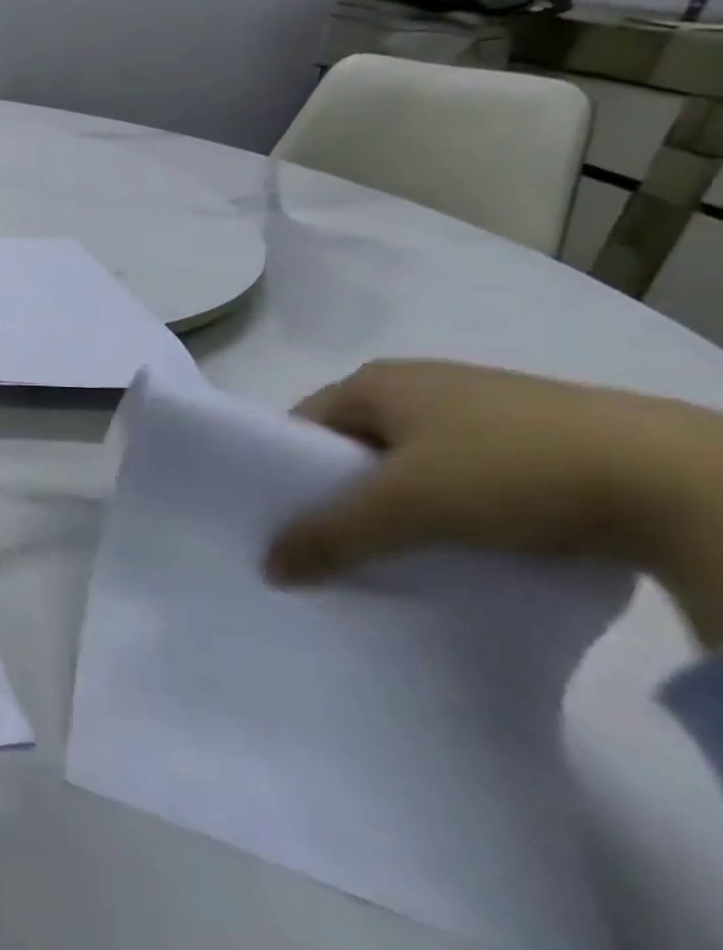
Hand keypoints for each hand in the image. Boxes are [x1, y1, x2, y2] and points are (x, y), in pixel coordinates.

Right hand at [263, 361, 722, 643]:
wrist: (682, 480)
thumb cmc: (508, 471)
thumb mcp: (404, 508)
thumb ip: (329, 535)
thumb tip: (268, 568)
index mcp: (375, 382)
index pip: (302, 427)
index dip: (287, 474)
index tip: (288, 524)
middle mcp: (420, 383)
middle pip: (354, 447)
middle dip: (342, 495)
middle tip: (336, 546)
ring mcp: (481, 408)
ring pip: (410, 464)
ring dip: (399, 506)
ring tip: (400, 551)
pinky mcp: (534, 438)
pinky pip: (462, 474)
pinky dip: (452, 507)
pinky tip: (466, 542)